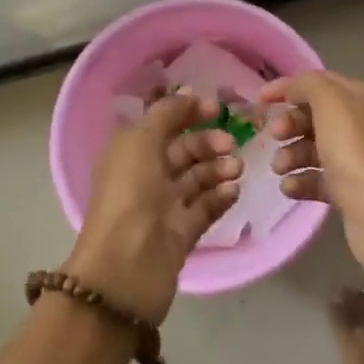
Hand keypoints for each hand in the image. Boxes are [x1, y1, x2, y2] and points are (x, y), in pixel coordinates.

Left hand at [66, 91, 241, 324]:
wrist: (127, 268)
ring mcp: (164, 207)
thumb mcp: (141, 142)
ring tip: (236, 170)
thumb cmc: (130, 195)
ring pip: (198, 179)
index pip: (162, 125)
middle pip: (184, 151)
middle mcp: (146, 177)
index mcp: (130, 152)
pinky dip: (220, 197)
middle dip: (208, 143)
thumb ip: (166, 114)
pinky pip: (206, 208)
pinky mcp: (182, 233)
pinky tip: (233, 192)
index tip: (217, 109)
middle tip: (231, 145)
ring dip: (219, 169)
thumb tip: (187, 96)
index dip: (188, 113)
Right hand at [257, 71, 363, 269]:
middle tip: (275, 136)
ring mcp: (354, 158)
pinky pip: (315, 178)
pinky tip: (290, 187)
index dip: (288, 87)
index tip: (259, 100)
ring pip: (311, 148)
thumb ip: (307, 85)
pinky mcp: (347, 189)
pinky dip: (300, 181)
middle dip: (289, 124)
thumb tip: (293, 90)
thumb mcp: (330, 103)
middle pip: (313, 116)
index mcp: (361, 98)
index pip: (319, 83)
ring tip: (280, 167)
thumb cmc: (354, 150)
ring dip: (290, 155)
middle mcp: (360, 124)